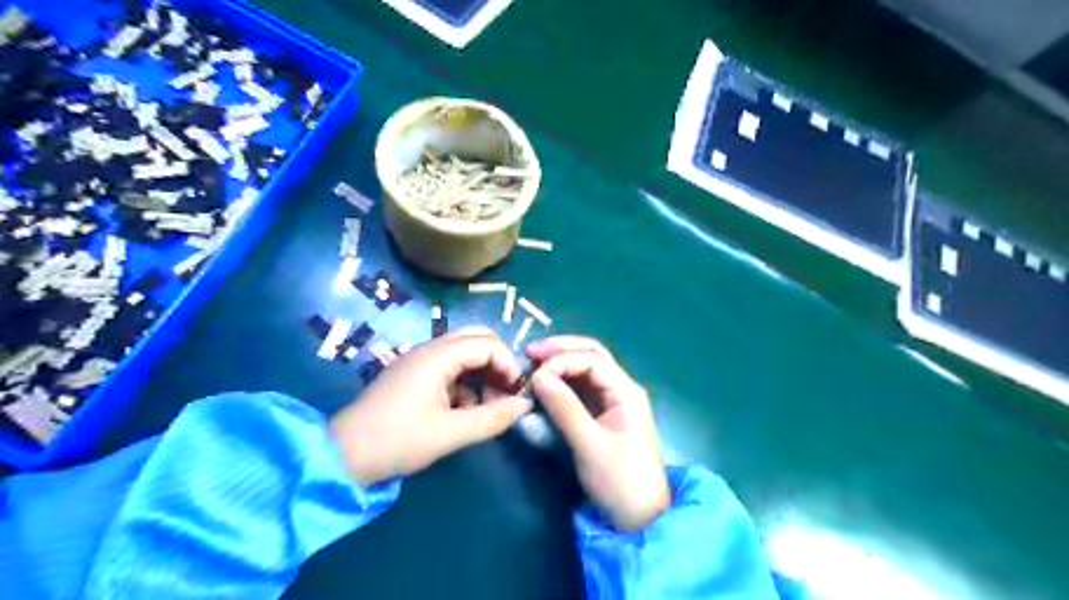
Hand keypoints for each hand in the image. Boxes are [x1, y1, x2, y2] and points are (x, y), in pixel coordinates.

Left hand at [333, 326, 531, 483]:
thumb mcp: (450, 433)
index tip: (517, 393)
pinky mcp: (413, 375)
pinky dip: (465, 384)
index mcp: (437, 356)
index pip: (488, 343)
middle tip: (507, 392)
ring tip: (488, 406)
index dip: (508, 365)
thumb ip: (492, 417)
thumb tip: (525, 405)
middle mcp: (430, 349)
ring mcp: (419, 361)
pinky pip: (450, 368)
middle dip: (498, 363)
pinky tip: (463, 412)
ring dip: (482, 374)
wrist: (343, 456)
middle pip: (477, 338)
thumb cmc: (397, 440)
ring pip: (464, 353)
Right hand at [525, 335, 665, 531]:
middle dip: (561, 350)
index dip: (562, 360)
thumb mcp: (588, 444)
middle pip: (592, 355)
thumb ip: (564, 408)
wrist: (639, 517)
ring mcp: (613, 400)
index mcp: (626, 391)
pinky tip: (545, 384)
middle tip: (530, 352)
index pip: (592, 360)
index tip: (534, 374)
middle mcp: (621, 388)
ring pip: (586, 370)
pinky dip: (563, 382)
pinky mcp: (603, 414)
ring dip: (561, 363)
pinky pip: (582, 388)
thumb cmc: (618, 480)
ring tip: (533, 364)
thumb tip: (537, 376)